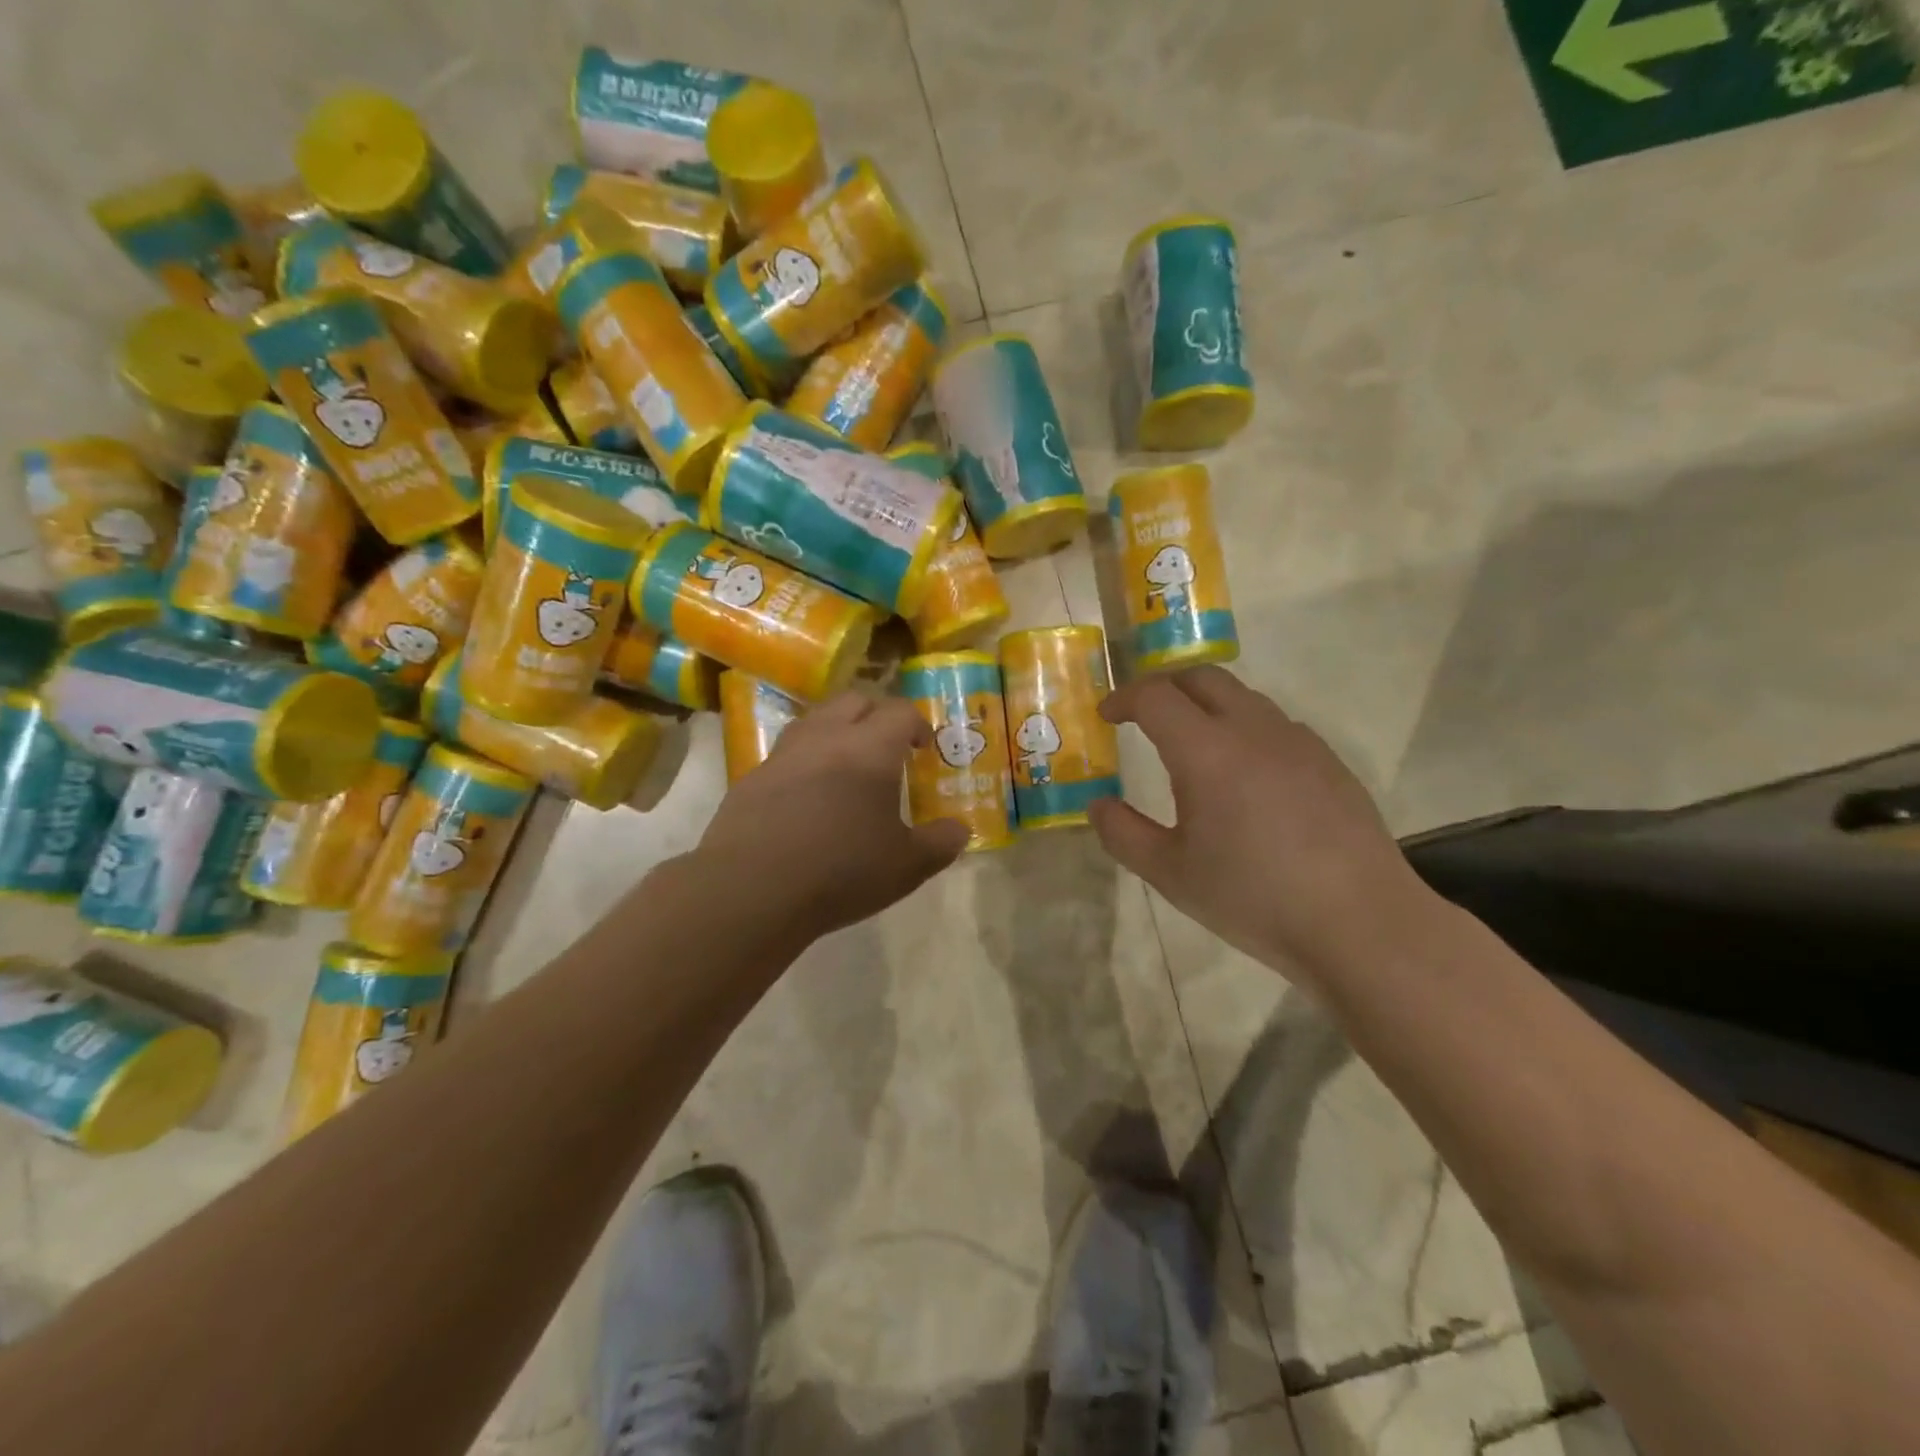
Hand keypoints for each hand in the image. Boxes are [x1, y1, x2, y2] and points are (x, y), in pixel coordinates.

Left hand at [698, 693, 969, 943]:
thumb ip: (940, 844)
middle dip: (876, 715)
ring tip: (847, 765)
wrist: (751, 889)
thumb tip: (960, 831)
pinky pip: (786, 753)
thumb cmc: (841, 871)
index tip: (923, 748)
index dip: (917, 724)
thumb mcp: (906, 866)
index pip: (900, 712)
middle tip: (888, 747)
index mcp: (870, 749)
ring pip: (815, 719)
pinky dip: (805, 761)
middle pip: (855, 701)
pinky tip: (806, 797)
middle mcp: (826, 738)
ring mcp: (783, 754)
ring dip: (837, 730)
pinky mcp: (751, 778)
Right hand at [1086, 667, 1426, 981]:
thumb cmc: (1254, 897)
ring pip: (1243, 697)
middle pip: (1202, 677)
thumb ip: (1123, 834)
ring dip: (1206, 705)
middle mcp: (1253, 730)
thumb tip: (1098, 805)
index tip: (1107, 716)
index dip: (1123, 698)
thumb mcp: (1171, 874)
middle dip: (1164, 686)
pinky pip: (1275, 724)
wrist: (1360, 923)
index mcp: (1207, 752)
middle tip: (1143, 716)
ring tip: (1191, 744)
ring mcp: (1298, 742)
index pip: (1155, 696)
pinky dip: (1244, 728)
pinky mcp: (1329, 761)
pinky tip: (1245, 775)